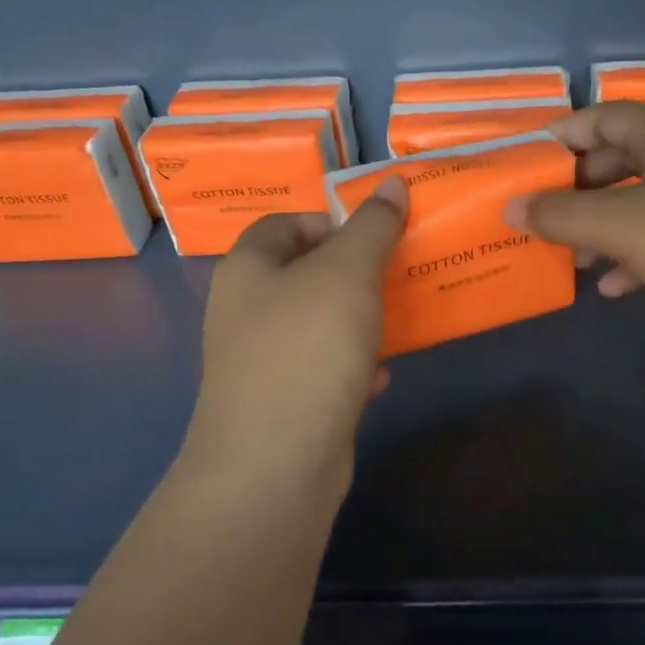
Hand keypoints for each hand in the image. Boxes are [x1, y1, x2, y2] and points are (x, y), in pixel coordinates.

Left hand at [185, 179, 407, 487]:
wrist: (276, 462)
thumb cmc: (307, 348)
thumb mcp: (347, 273)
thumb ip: (372, 227)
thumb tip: (391, 182)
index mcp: (248, 269)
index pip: (285, 223)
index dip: (330, 220)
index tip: (376, 235)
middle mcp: (245, 311)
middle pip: (304, 275)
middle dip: (354, 273)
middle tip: (398, 273)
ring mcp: (261, 361)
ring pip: (317, 324)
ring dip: (358, 319)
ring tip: (399, 317)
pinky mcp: (283, 403)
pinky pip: (322, 370)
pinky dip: (352, 366)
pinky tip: (381, 374)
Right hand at [504, 102, 644, 359]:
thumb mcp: (621, 225)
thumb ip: (560, 215)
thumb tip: (511, 209)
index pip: (603, 116)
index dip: (562, 136)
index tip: (525, 165)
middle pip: (620, 160)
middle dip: (578, 189)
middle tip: (543, 216)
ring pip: (640, 203)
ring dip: (602, 227)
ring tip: (572, 258)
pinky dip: (634, 256)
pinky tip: (614, 287)